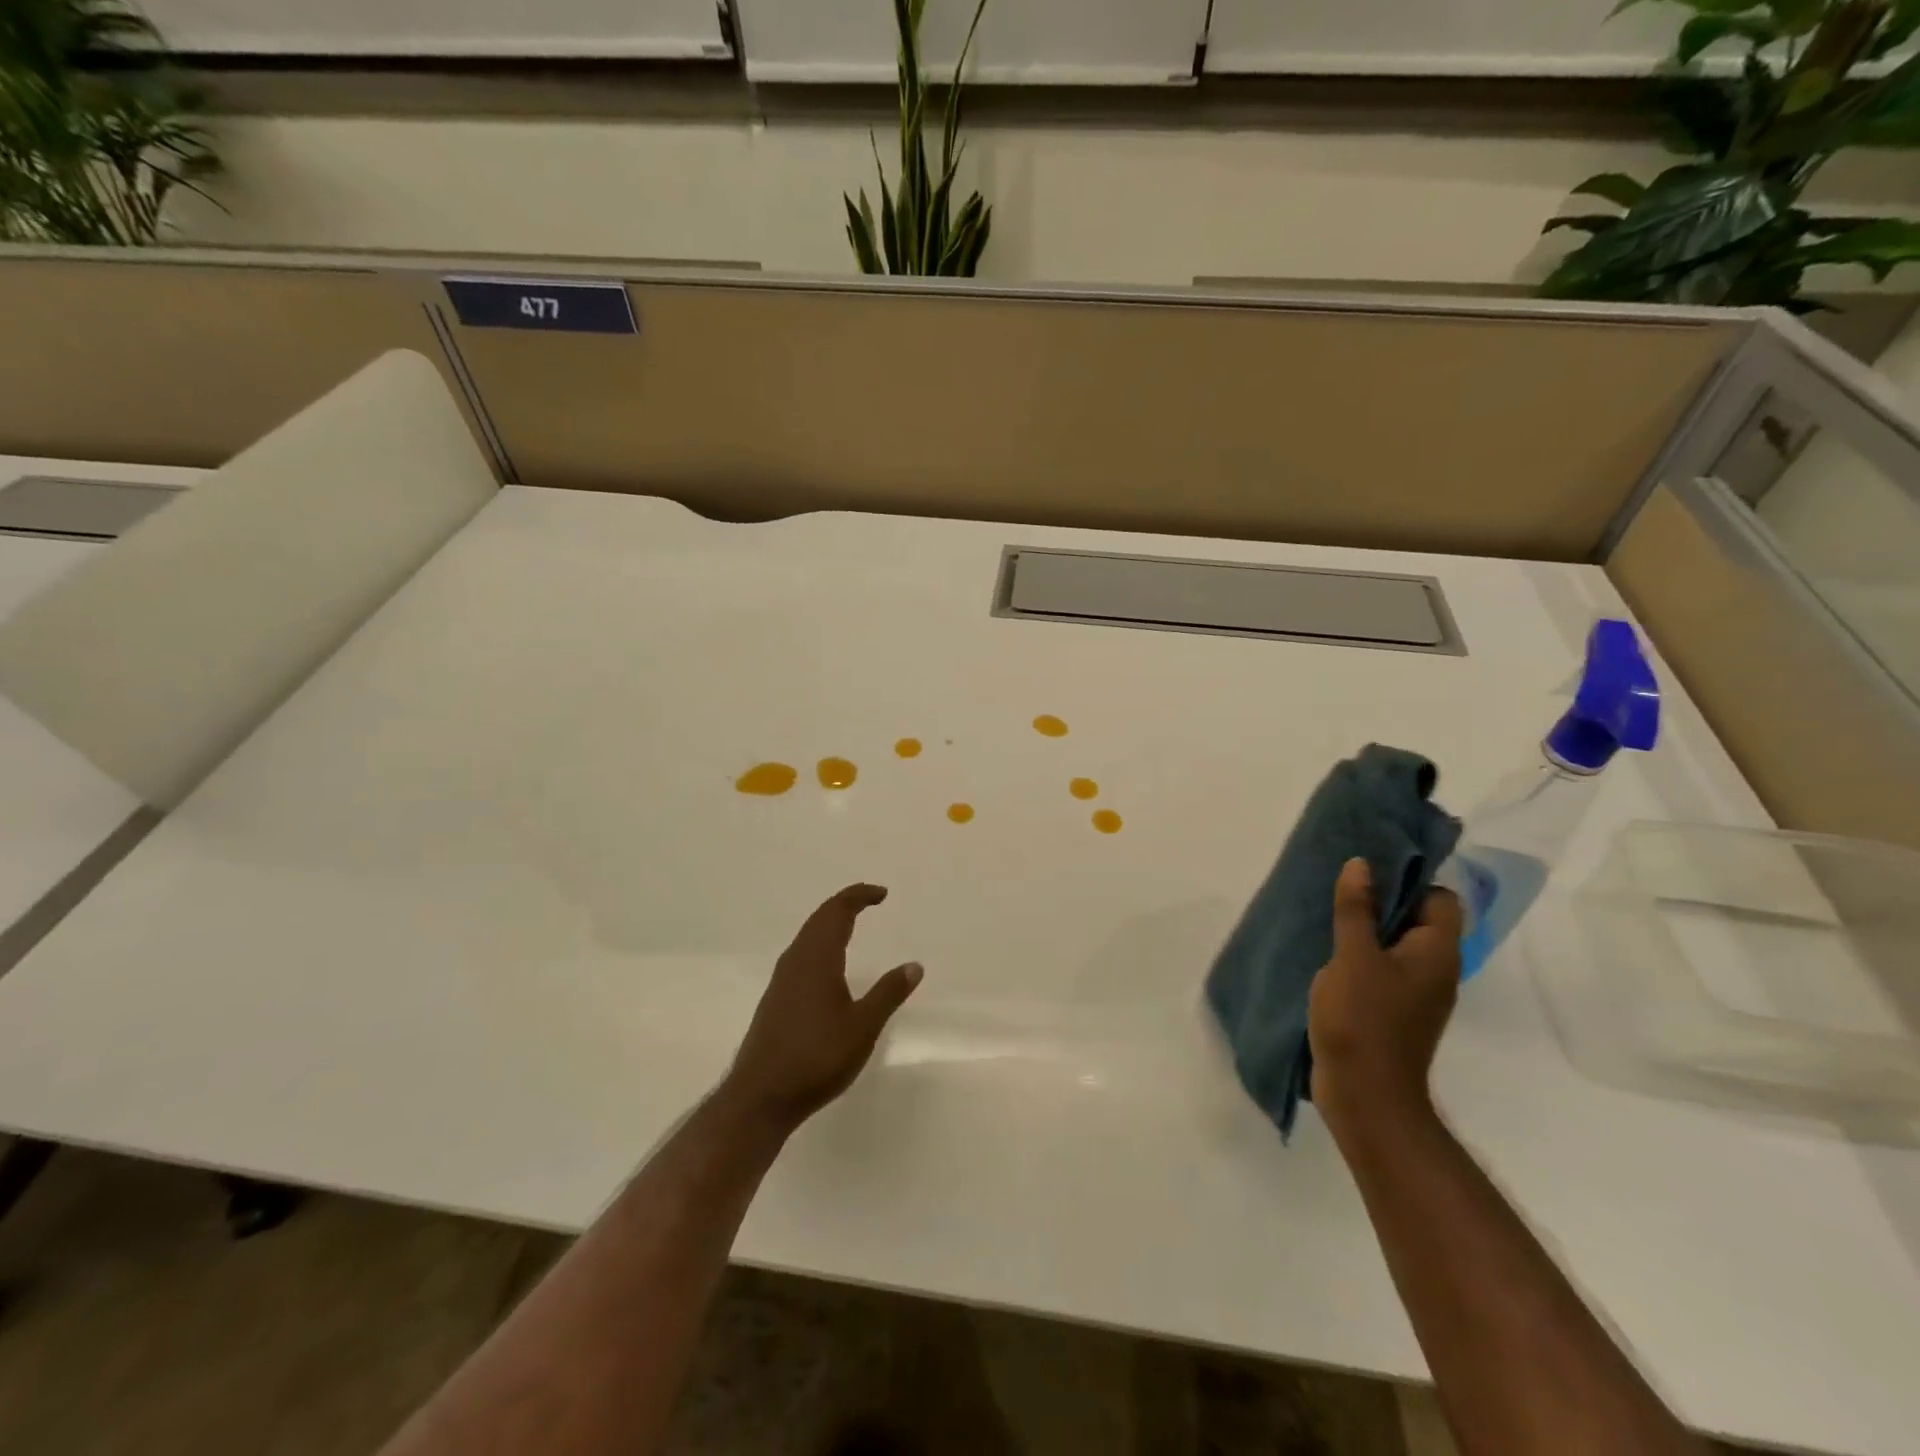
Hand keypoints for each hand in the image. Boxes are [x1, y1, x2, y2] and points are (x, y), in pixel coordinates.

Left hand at [725, 884, 922, 1131]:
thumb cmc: (816, 1058)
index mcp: (817, 959)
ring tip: (852, 925)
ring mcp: (782, 981)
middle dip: (845, 904)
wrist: (760, 1097)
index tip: (882, 894)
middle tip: (870, 901)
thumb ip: (888, 993)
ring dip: (830, 923)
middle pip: (819, 918)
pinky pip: (801, 954)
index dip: (858, 896)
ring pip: (807, 936)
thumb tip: (914, 965)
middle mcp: (796, 961)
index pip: (837, 911)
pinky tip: (828, 966)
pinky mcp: (776, 999)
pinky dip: (820, 943)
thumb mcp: (862, 1027)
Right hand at [1309, 858, 1462, 1133]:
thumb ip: (1356, 908)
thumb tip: (1362, 864)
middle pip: (1418, 920)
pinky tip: (1328, 956)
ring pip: (1396, 946)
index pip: (1440, 899)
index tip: (1369, 873)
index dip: (1410, 881)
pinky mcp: (1394, 1013)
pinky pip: (1382, 970)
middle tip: (1339, 888)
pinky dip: (1360, 958)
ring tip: (1327, 917)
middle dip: (1381, 901)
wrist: (1366, 1096)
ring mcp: (1416, 995)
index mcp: (1436, 952)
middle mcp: (1436, 970)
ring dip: (1366, 931)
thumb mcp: (1353, 956)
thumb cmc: (1363, 1019)